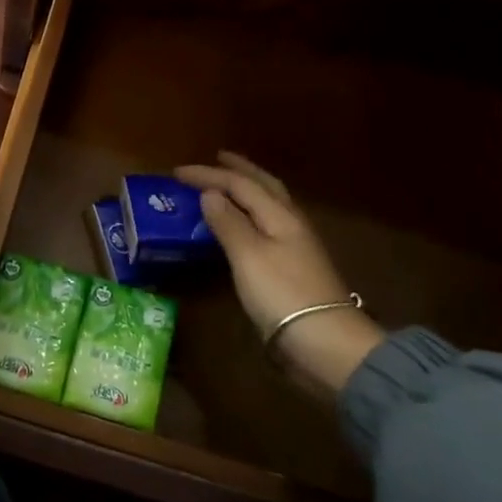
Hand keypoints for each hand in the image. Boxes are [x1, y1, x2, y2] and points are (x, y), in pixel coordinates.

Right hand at [175, 152, 384, 394]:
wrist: (324, 342)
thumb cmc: (282, 294)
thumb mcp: (248, 255)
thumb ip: (228, 222)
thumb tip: (210, 193)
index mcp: (280, 215)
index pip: (240, 184)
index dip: (208, 175)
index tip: (177, 172)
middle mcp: (290, 223)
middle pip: (264, 187)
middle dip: (239, 170)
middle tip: (217, 158)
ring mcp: (295, 246)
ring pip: (268, 206)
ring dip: (246, 190)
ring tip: (226, 186)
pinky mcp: (292, 268)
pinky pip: (266, 226)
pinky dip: (249, 215)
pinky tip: (241, 225)